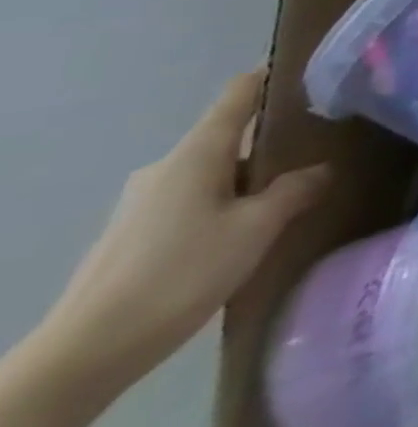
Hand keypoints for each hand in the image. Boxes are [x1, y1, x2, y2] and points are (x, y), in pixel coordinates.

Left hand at [42, 72, 327, 391]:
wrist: (85, 354)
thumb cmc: (181, 273)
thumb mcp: (257, 228)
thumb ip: (295, 190)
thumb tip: (322, 168)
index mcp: (196, 154)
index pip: (238, 95)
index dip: (272, 77)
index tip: (309, 72)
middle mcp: (167, 168)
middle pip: (228, 137)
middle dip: (272, 139)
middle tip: (319, 145)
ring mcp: (143, 203)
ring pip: (212, 173)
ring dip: (249, 177)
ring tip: (292, 192)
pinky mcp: (134, 235)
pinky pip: (193, 201)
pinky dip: (225, 203)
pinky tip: (247, 230)